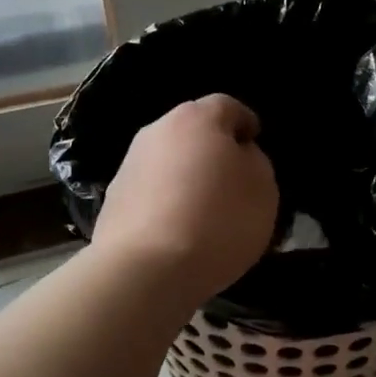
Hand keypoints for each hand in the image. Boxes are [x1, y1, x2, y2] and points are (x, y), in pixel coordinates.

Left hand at [93, 94, 278, 304]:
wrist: (146, 269)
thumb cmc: (218, 220)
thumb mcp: (263, 189)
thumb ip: (255, 161)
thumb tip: (238, 155)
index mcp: (197, 118)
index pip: (228, 106)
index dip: (246, 123)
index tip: (256, 144)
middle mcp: (157, 131)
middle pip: (192, 132)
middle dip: (213, 151)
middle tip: (232, 181)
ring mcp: (129, 165)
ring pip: (168, 162)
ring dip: (187, 177)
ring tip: (205, 212)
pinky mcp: (112, 200)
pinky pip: (151, 192)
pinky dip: (166, 203)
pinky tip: (178, 232)